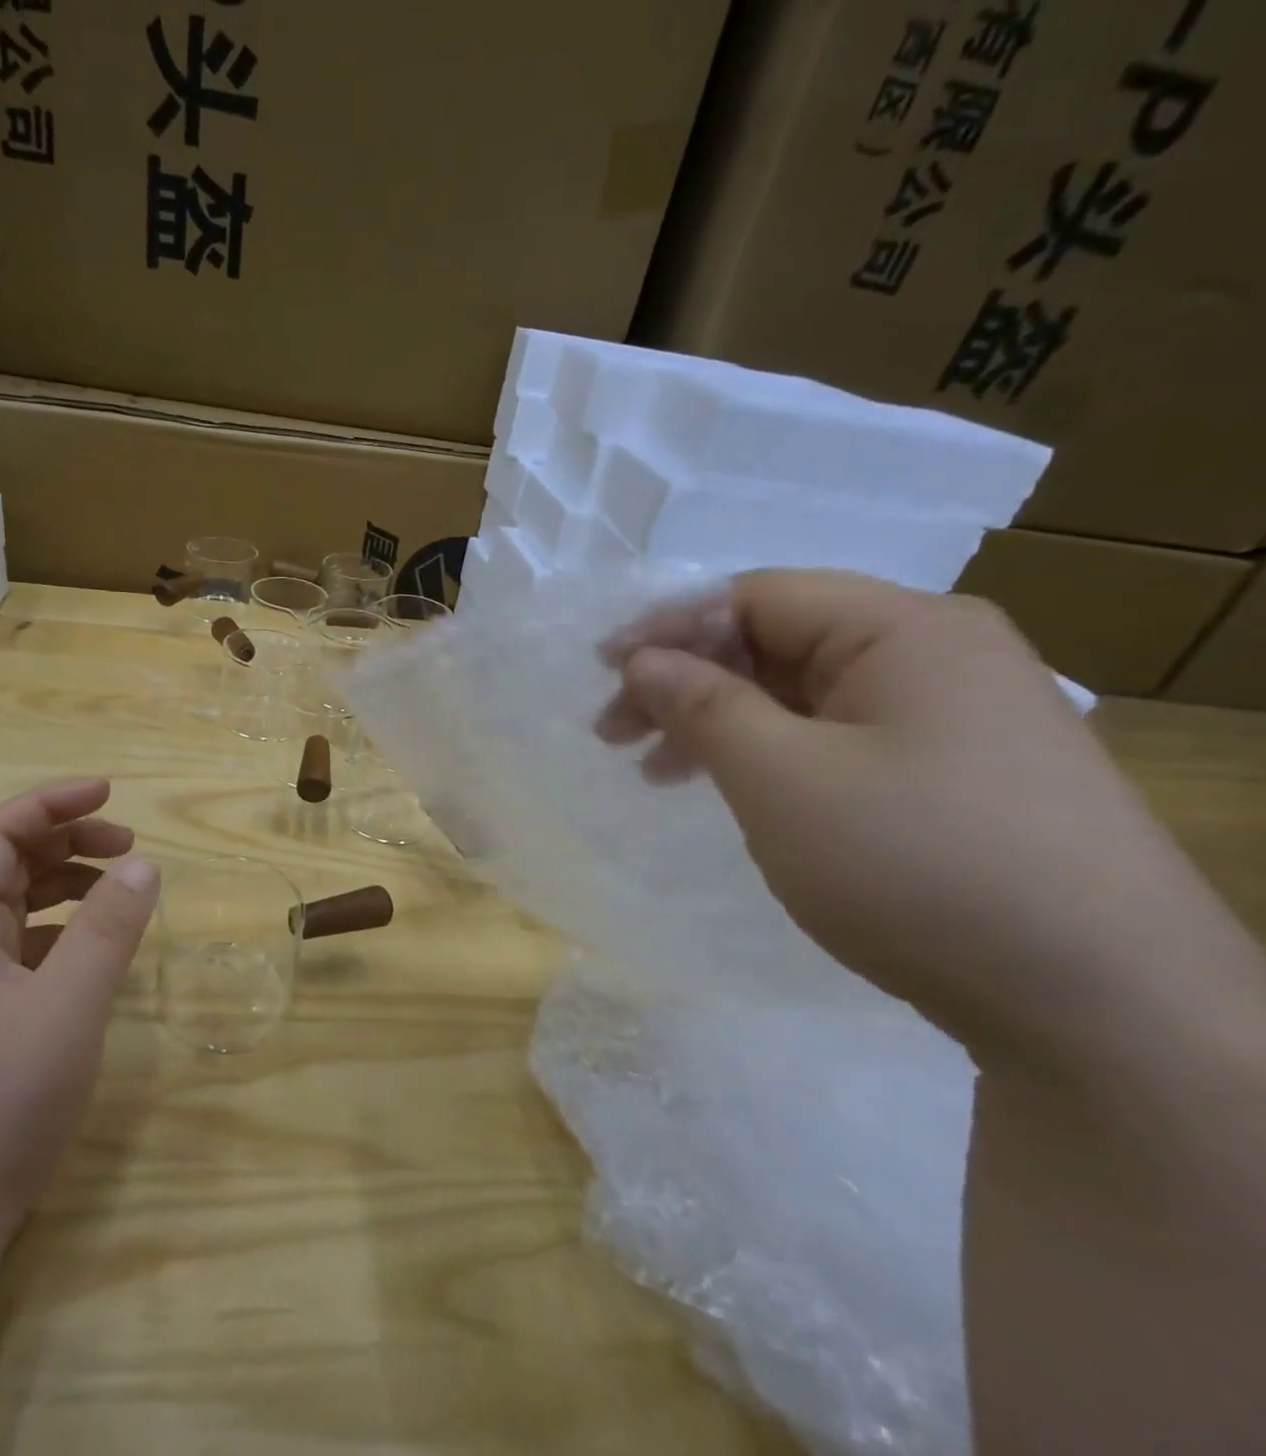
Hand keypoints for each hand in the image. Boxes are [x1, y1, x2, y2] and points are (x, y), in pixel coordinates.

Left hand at [0, 779, 159, 1230]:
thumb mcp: (67, 1005)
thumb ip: (108, 929)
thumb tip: (144, 864)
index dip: (52, 804)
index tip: (109, 792)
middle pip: (7, 864)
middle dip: (68, 841)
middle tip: (129, 843)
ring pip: (16, 907)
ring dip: (67, 884)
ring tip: (121, 886)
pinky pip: (23, 948)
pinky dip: (63, 930)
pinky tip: (95, 948)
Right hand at [595, 570, 1244, 1071]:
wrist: (1098, 1007)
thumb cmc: (915, 863)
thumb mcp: (780, 776)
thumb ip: (702, 704)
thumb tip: (643, 659)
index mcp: (904, 630)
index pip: (757, 597)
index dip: (669, 627)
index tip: (601, 670)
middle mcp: (936, 656)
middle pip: (777, 644)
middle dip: (686, 683)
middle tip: (616, 734)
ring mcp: (953, 718)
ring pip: (802, 697)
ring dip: (720, 724)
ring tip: (658, 773)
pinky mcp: (955, 776)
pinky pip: (836, 740)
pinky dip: (769, 758)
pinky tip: (737, 793)